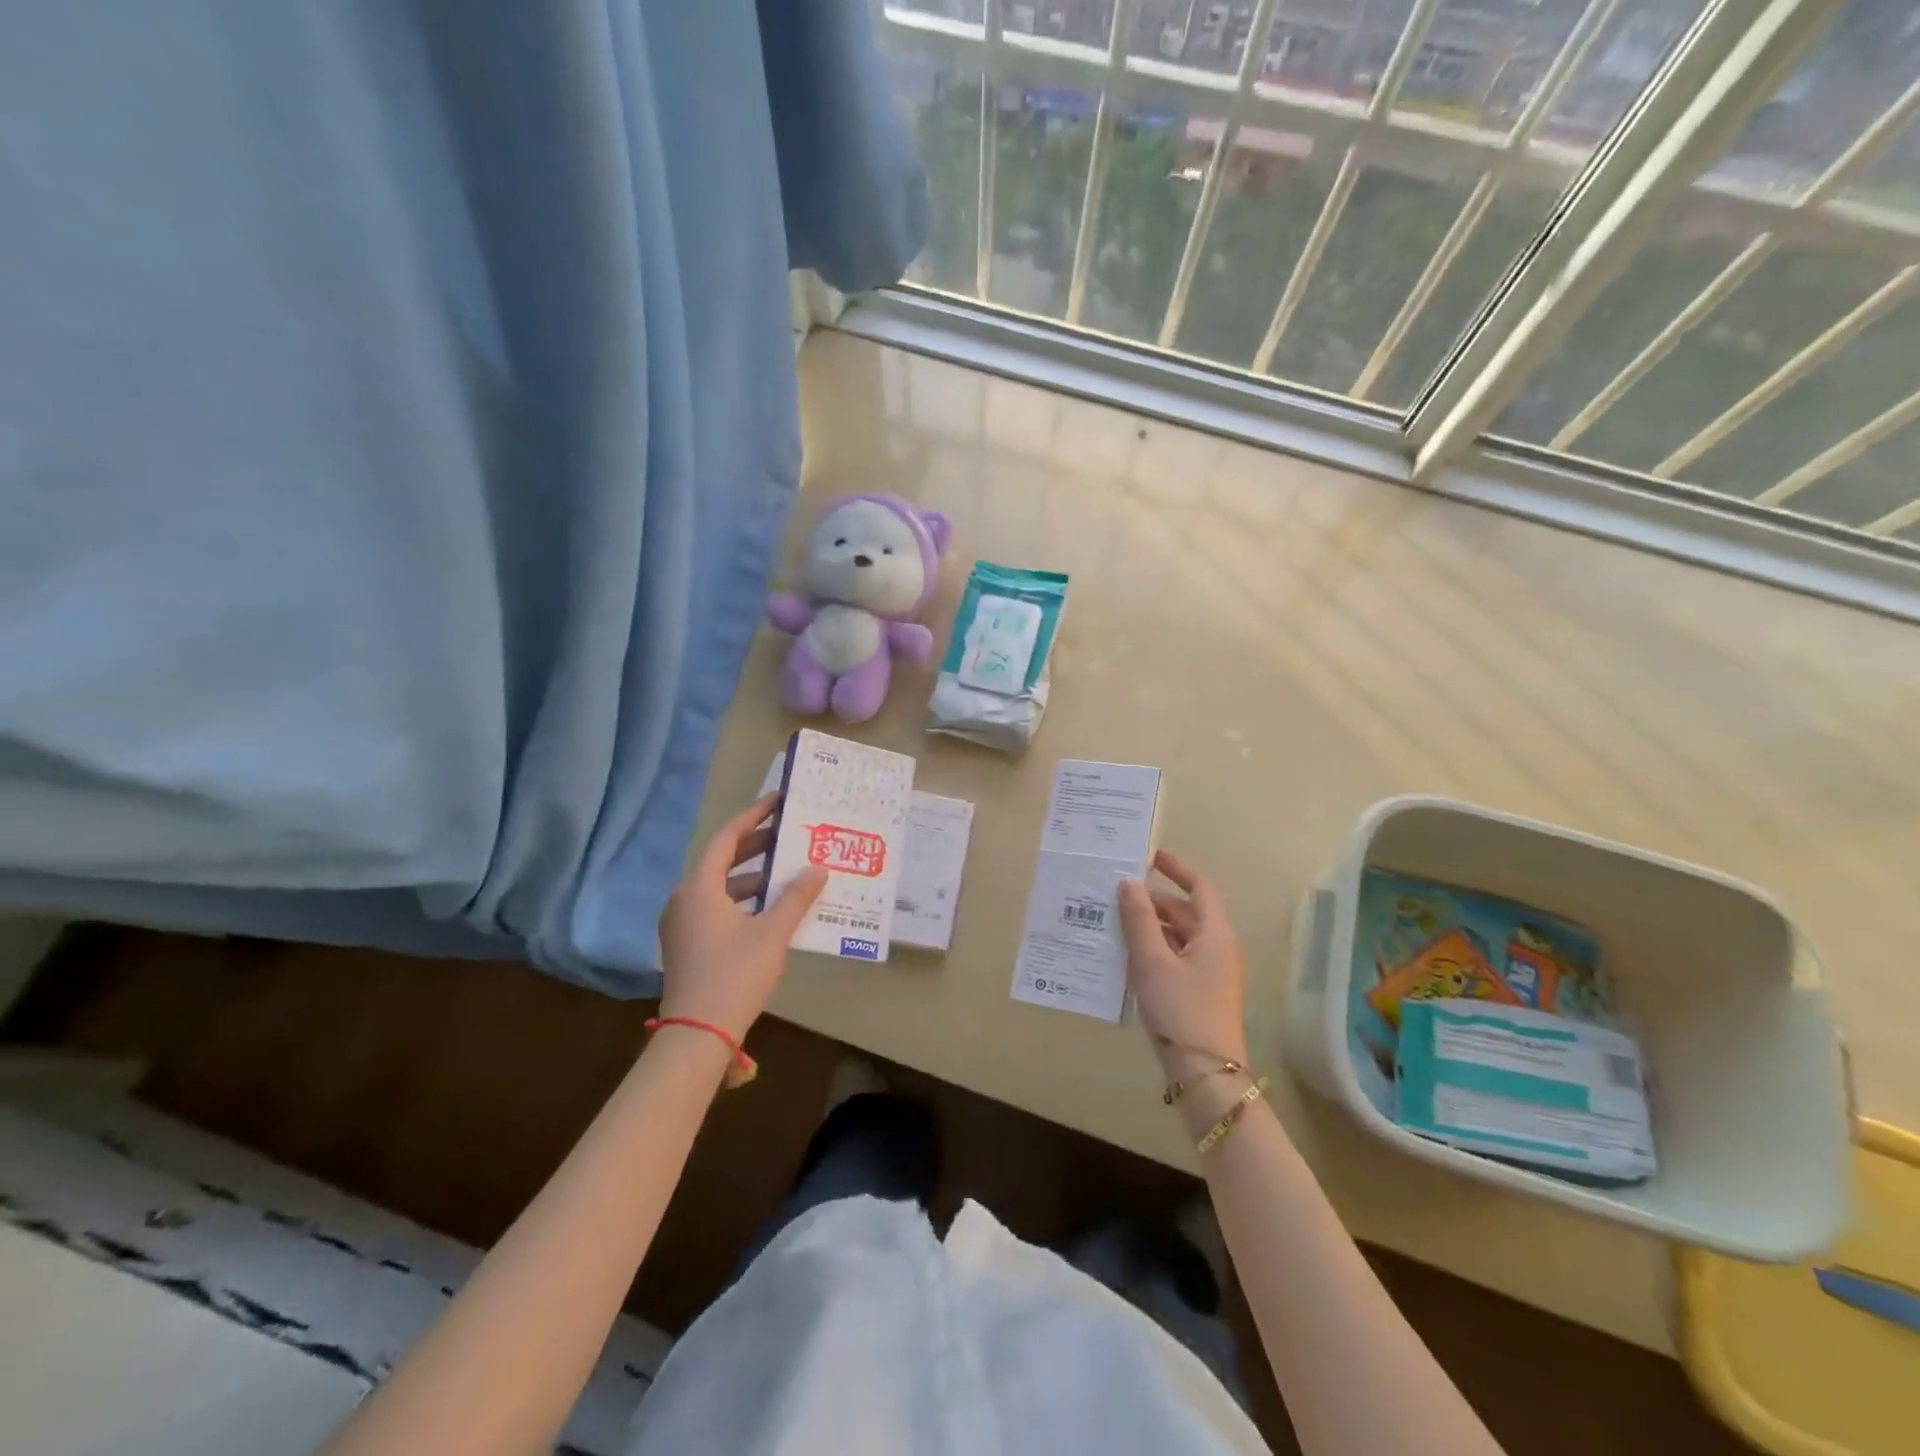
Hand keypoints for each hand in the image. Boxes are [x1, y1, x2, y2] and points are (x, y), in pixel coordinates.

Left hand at [658, 794, 826, 1041]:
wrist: (697, 1034)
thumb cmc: (735, 974)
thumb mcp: (773, 933)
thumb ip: (796, 898)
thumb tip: (817, 869)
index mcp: (700, 888)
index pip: (727, 838)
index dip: (753, 817)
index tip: (777, 802)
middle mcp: (684, 899)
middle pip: (721, 861)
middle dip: (755, 847)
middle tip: (788, 835)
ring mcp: (681, 924)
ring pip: (718, 887)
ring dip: (750, 877)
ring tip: (785, 873)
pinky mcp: (685, 945)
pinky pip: (715, 908)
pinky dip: (741, 901)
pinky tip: (768, 909)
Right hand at [1117, 850, 1249, 1071]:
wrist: (1206, 1075)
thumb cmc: (1181, 1010)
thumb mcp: (1152, 961)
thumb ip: (1139, 919)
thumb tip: (1129, 883)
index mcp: (1214, 934)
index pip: (1200, 888)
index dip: (1176, 868)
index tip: (1148, 856)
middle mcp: (1217, 948)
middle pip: (1185, 912)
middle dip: (1152, 900)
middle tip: (1115, 894)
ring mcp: (1209, 973)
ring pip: (1177, 936)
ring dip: (1149, 926)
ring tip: (1112, 922)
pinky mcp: (1198, 993)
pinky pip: (1174, 957)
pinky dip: (1153, 949)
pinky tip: (1125, 956)